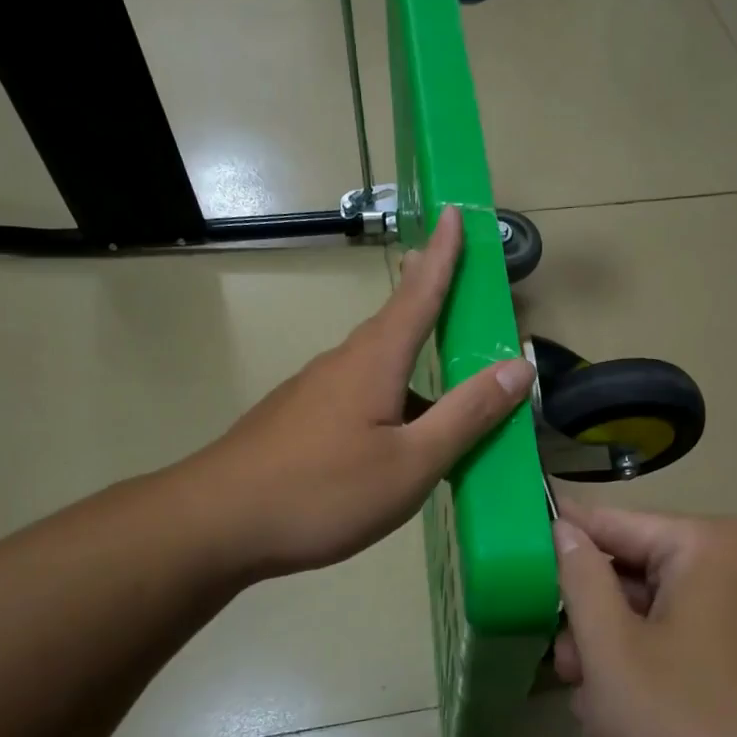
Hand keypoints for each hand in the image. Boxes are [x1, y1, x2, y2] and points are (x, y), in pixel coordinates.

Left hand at [191, 207, 534, 580]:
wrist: (217, 525)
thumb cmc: (323, 492)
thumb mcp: (411, 463)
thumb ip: (467, 415)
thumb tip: (519, 366)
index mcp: (374, 362)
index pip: (419, 294)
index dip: (444, 255)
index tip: (454, 212)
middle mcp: (341, 365)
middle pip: (393, 325)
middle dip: (424, 299)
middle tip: (448, 280)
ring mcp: (310, 394)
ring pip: (373, 368)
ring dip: (409, 365)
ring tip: (441, 394)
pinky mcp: (294, 422)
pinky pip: (354, 397)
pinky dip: (386, 401)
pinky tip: (391, 441)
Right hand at [552, 504, 736, 736]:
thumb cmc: (692, 727)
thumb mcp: (612, 651)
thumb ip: (578, 580)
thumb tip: (561, 528)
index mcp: (703, 546)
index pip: (608, 523)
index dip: (554, 540)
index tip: (509, 556)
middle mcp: (727, 570)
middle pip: (626, 580)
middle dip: (590, 633)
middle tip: (568, 676)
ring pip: (643, 626)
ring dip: (612, 673)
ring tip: (605, 727)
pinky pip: (673, 656)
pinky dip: (644, 691)